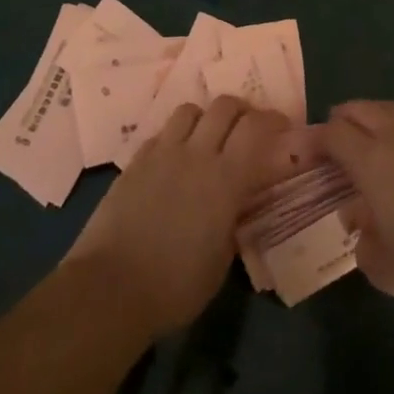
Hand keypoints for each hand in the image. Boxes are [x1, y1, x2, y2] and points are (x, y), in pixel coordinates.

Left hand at [65, 96, 289, 337]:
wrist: (110, 287)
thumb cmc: (175, 286)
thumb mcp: (221, 260)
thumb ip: (233, 221)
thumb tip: (237, 205)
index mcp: (225, 179)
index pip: (256, 128)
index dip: (272, 120)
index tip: (282, 128)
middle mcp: (196, 154)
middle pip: (224, 106)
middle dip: (242, 111)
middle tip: (248, 128)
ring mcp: (162, 154)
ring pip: (190, 110)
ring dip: (206, 118)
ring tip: (209, 137)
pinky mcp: (135, 161)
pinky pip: (162, 133)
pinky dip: (176, 137)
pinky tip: (175, 159)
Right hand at [323, 82, 393, 310]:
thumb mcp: (382, 266)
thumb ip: (362, 241)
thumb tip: (358, 220)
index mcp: (369, 163)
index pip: (333, 136)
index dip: (314, 138)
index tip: (302, 148)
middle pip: (361, 113)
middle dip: (342, 117)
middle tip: (332, 130)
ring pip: (393, 110)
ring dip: (373, 110)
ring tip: (363, 115)